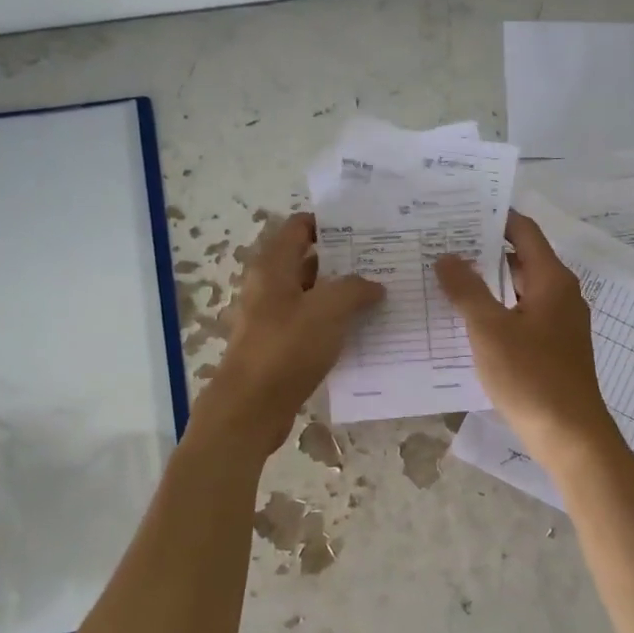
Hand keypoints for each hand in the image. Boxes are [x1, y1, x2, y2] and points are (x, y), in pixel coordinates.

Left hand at [190, 211, 383, 455]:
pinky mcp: (278, 346)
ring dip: (340, 295)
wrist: (252, 407)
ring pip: (311, 296)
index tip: (363, 229)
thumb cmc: (286, 348)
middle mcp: (268, 287)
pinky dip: (332, 323)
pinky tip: (360, 332)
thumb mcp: (328, 310)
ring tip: (379, 296)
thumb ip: (355, 290)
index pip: (298, 228)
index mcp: (273, 267)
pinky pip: (310, 325)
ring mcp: (271, 318)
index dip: (328, 224)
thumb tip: (374, 285)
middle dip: (343, 261)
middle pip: (307, 262)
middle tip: (381, 262)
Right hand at [433, 210, 619, 465]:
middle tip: (442, 245)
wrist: (570, 434)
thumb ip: (467, 290)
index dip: (495, 217)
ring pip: (520, 290)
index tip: (460, 212)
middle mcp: (561, 294)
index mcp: (552, 280)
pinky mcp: (554, 347)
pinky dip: (498, 310)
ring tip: (447, 279)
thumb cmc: (531, 376)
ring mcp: (560, 322)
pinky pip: (522, 315)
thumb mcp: (489, 330)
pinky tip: (468, 321)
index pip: (524, 231)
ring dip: (488, 283)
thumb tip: (447, 257)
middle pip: (522, 259)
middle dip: (484, 251)